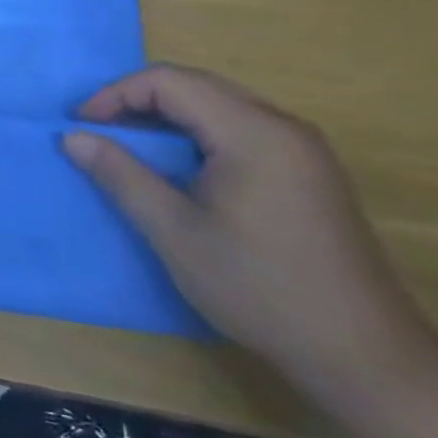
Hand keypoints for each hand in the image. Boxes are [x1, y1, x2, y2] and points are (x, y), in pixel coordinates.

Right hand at [63, 65, 435, 398]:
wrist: (364, 355)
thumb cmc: (259, 288)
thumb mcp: (174, 232)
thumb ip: (121, 175)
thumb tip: (73, 137)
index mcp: (253, 133)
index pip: (170, 82)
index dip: (116, 95)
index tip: (81, 127)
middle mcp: (284, 126)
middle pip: (197, 85)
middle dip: (138, 100)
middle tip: (98, 131)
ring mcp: (304, 149)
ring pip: (220, 104)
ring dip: (168, 116)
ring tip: (131, 146)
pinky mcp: (310, 172)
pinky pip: (242, 128)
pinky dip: (198, 133)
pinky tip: (181, 167)